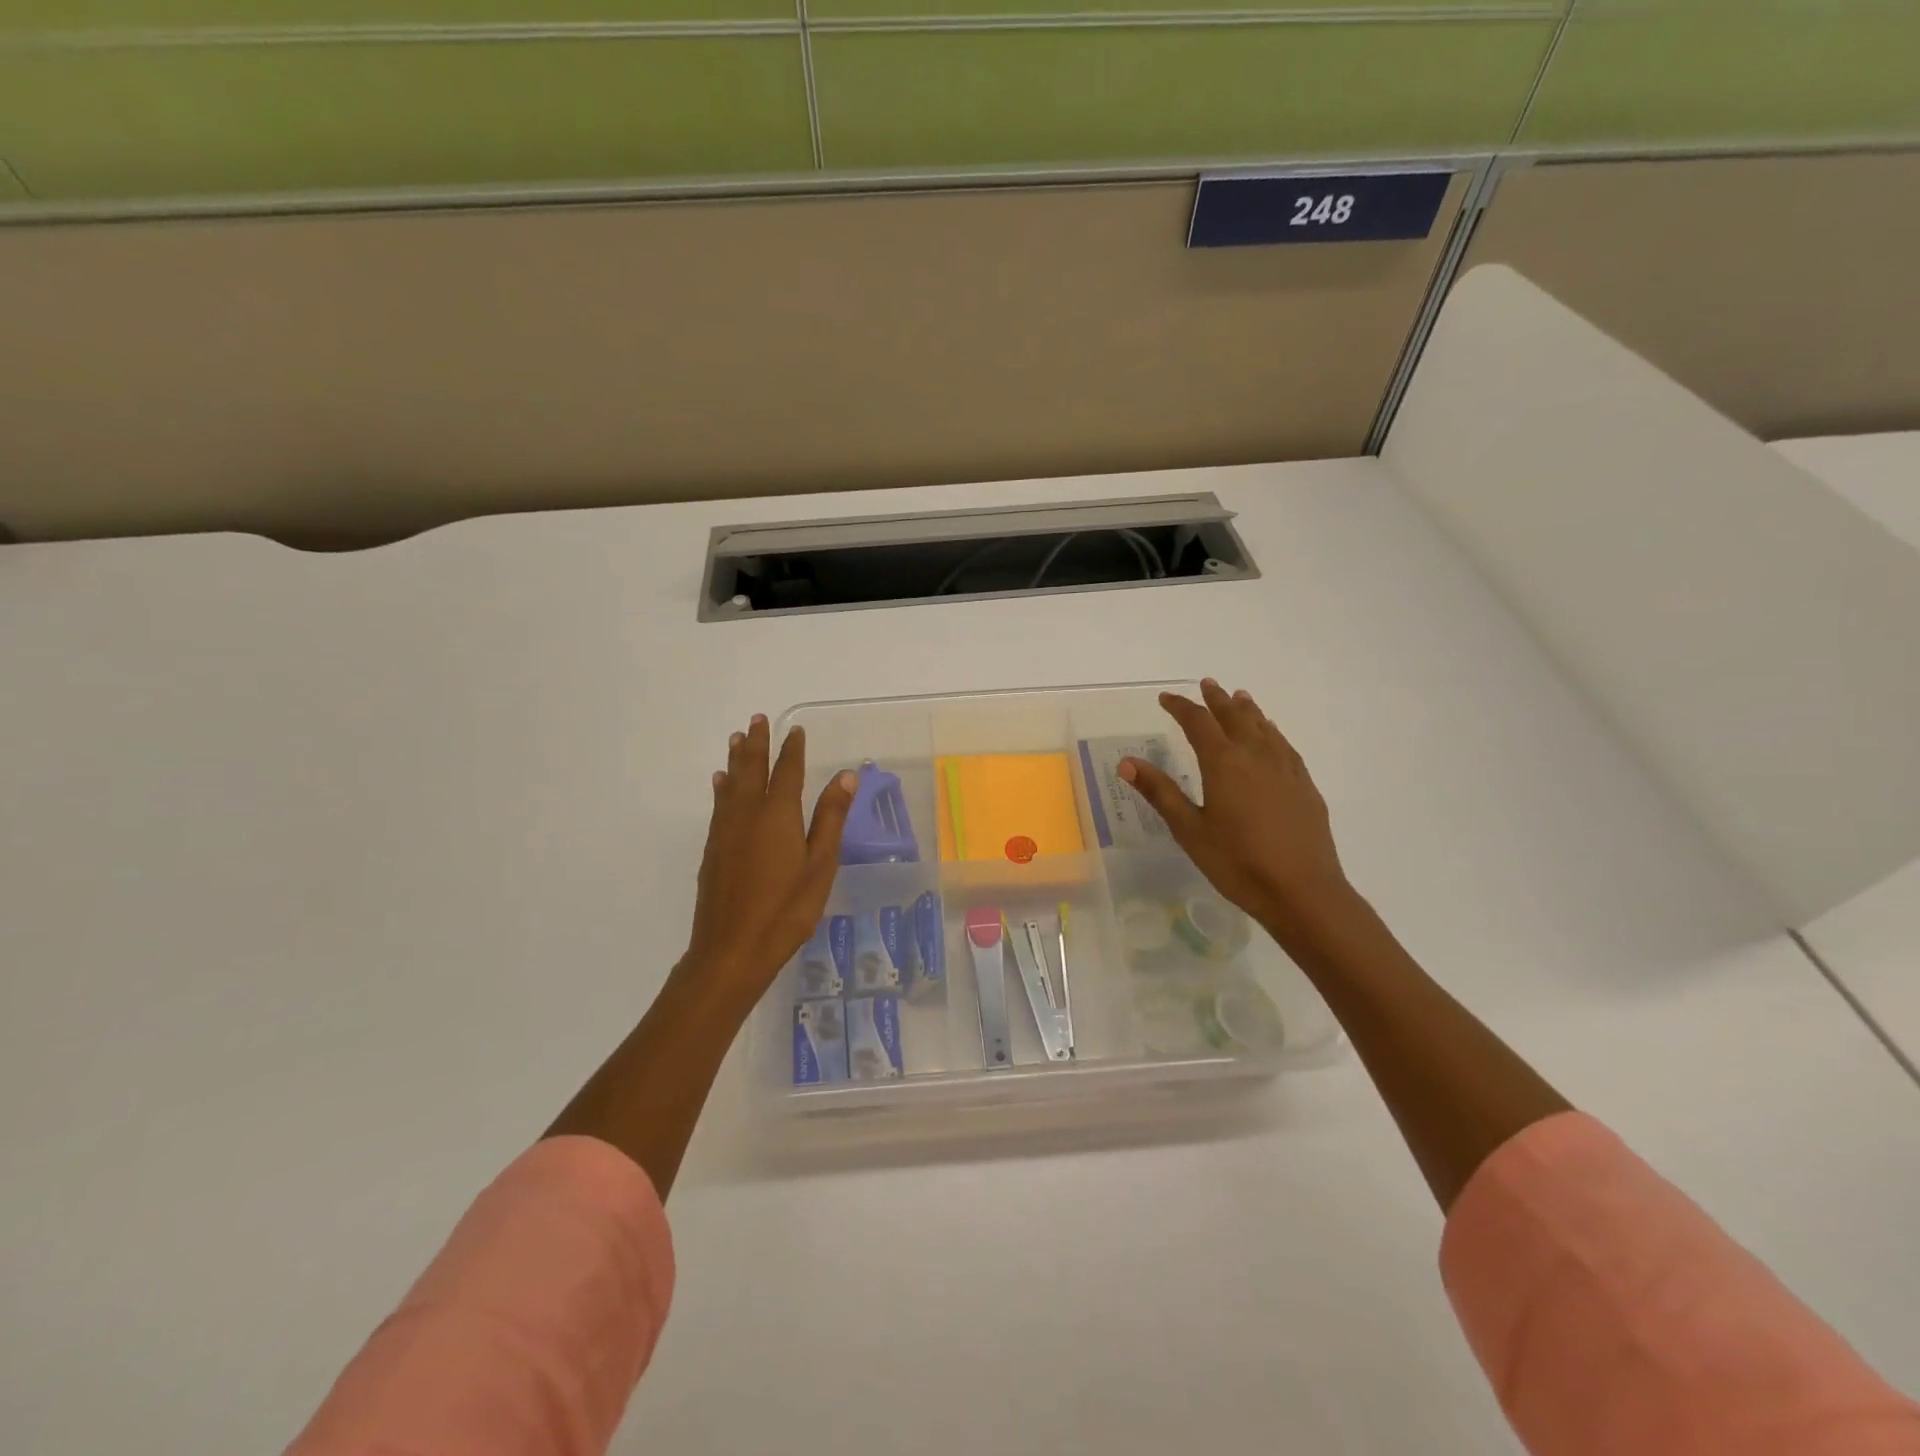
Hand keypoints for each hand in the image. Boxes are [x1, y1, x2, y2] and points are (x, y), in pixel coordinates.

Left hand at [682, 715, 855, 1001]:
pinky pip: (719, 804)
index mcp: (778, 815)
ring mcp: (726, 831)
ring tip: (737, 738)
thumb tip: (845, 775)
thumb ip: (831, 818)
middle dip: (757, 743)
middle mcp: (748, 814)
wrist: (732, 949)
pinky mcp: (713, 850)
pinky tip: (720, 783)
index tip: (795, 730)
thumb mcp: (820, 864)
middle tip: (757, 719)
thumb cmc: (787, 909)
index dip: (792, 749)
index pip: (787, 772)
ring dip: (736, 758)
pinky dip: (722, 787)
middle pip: (752, 769)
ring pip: (731, 783)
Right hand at [1119, 680, 1356, 943]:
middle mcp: (1256, 756)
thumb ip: (1160, 792)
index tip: (1166, 698)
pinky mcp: (1304, 786)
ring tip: (1240, 697)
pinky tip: (1272, 735)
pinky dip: (1272, 732)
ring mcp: (1285, 770)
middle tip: (1207, 684)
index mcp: (1223, 764)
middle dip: (1217, 700)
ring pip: (1264, 728)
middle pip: (1235, 717)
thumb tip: (1127, 762)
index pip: (1198, 723)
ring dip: (1248, 710)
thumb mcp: (1190, 830)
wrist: (1303, 891)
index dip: (1181, 707)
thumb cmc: (1238, 863)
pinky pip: (1285, 746)